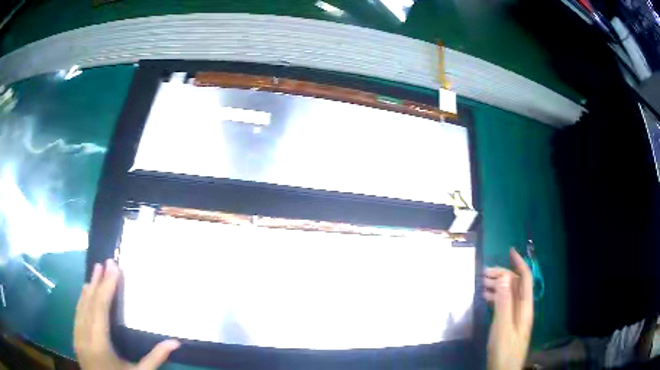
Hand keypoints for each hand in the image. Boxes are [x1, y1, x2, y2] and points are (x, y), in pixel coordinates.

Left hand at [74, 260, 179, 369]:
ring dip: (89, 288)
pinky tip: (85, 293)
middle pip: (89, 303)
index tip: (113, 267)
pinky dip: (82, 300)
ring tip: (95, 271)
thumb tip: (176, 342)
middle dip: (97, 282)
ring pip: (81, 306)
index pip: (100, 308)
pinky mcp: (76, 339)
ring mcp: (77, 337)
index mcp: (98, 343)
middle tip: (105, 263)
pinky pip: (78, 314)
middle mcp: (84, 336)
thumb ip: (155, 358)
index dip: (107, 286)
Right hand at [483, 248, 533, 369]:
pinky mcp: (508, 323)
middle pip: (515, 285)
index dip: (519, 264)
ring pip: (509, 294)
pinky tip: (485, 298)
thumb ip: (503, 303)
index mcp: (525, 307)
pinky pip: (504, 304)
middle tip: (483, 273)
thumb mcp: (503, 327)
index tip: (509, 251)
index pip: (525, 279)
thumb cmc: (505, 350)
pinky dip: (495, 298)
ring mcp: (516, 316)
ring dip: (497, 286)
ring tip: (481, 284)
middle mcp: (522, 308)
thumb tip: (503, 277)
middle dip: (502, 275)